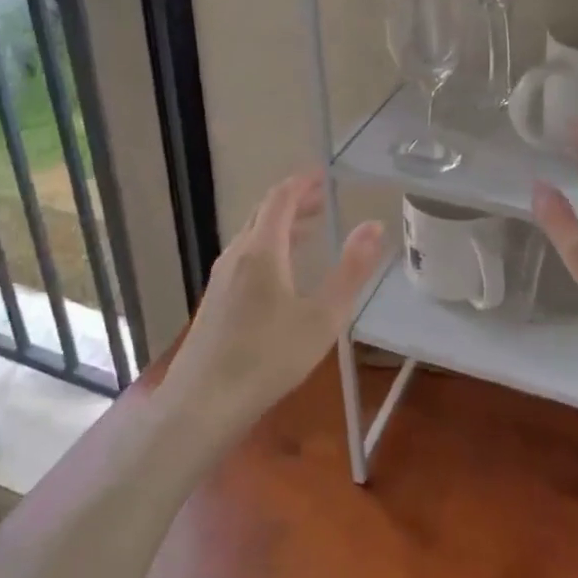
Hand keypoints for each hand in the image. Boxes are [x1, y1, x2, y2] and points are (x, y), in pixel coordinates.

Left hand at [164, 171, 382, 431]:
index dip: (302, 182)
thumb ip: (351, 270)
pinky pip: (244, 256)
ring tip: (309, 230)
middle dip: (294, 201)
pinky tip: (280, 272)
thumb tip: (374, 225)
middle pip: (264, 213)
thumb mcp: (323, 317)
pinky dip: (268, 247)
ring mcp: (221, 277)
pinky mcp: (214, 299)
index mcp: (262, 250)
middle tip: (322, 199)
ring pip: (252, 236)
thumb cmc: (270, 358)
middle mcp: (237, 254)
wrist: (204, 403)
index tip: (323, 174)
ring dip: (281, 225)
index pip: (280, 199)